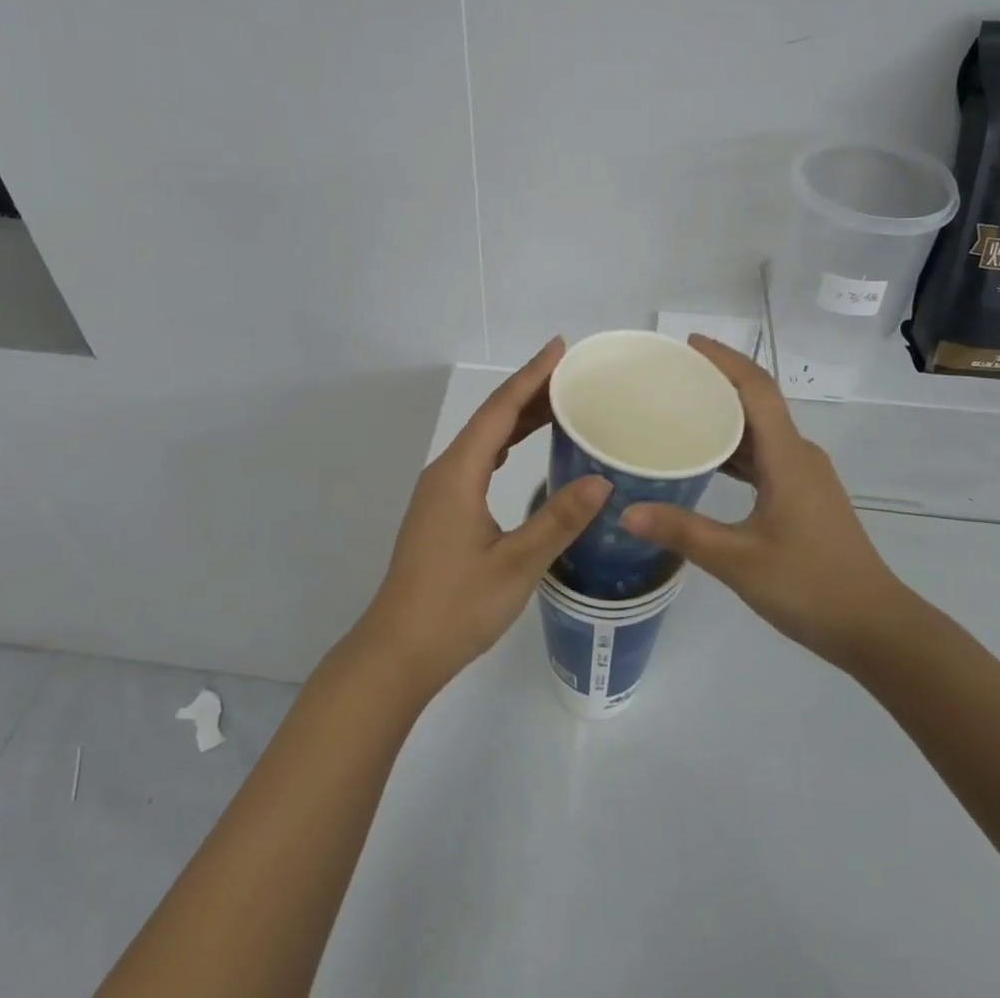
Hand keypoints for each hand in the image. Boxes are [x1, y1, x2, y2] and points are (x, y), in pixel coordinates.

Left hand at [357, 338, 609, 696]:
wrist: (398, 650)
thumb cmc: (456, 606)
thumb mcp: (516, 564)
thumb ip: (558, 520)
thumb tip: (601, 480)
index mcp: (459, 472)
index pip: (500, 409)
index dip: (531, 376)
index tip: (559, 347)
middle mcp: (445, 471)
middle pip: (491, 418)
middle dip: (529, 391)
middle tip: (571, 373)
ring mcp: (439, 491)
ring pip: (483, 439)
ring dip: (517, 418)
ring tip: (556, 403)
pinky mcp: (440, 510)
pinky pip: (477, 460)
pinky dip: (504, 444)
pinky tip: (519, 450)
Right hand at [621, 335, 910, 666]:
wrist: (876, 628)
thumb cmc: (810, 585)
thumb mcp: (738, 561)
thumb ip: (682, 532)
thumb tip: (626, 512)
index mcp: (788, 457)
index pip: (756, 389)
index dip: (724, 360)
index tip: (688, 344)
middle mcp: (799, 455)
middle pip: (758, 402)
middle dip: (717, 382)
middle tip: (671, 376)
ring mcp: (805, 476)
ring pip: (762, 430)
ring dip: (725, 416)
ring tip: (680, 410)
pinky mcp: (805, 496)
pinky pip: (766, 454)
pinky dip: (735, 447)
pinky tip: (706, 460)